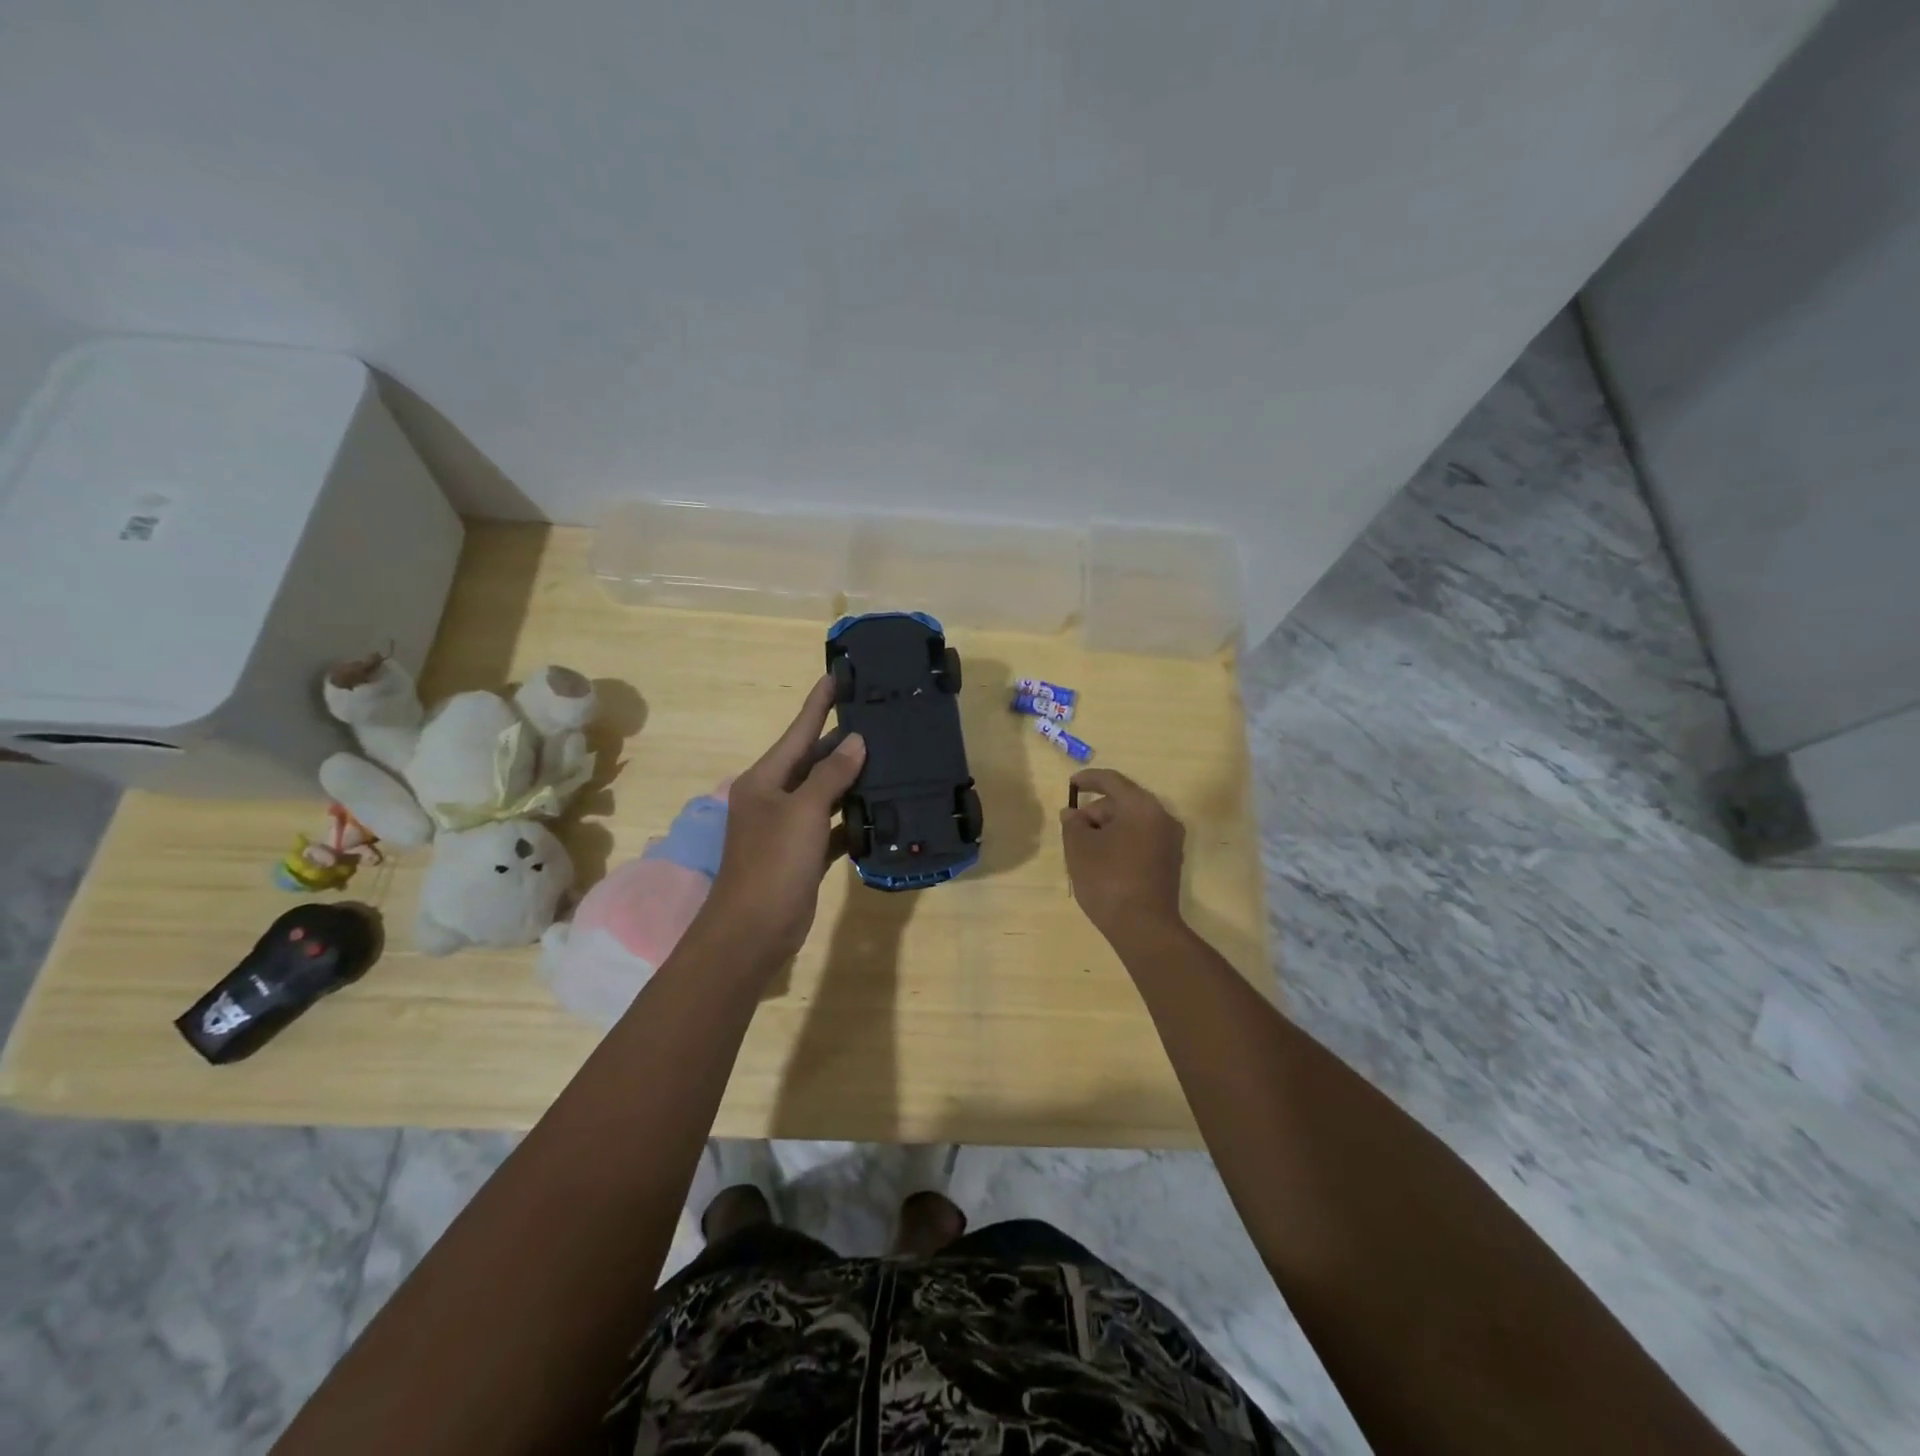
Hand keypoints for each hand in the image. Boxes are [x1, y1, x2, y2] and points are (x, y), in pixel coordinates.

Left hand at [701, 676, 865, 967]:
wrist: (753, 931)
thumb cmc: (773, 863)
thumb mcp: (803, 812)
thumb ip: (830, 775)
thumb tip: (855, 741)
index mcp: (765, 779)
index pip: (798, 731)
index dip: (819, 703)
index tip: (838, 675)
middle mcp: (774, 797)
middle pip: (813, 760)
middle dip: (843, 741)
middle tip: (880, 718)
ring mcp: (789, 827)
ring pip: (826, 793)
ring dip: (853, 780)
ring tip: (890, 758)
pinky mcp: (804, 854)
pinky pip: (833, 826)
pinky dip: (853, 820)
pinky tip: (881, 811)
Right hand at [1060, 768, 1185, 944]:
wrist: (1143, 928)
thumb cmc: (1107, 879)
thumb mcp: (1079, 848)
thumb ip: (1073, 823)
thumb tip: (1073, 814)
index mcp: (1141, 806)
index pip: (1112, 781)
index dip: (1088, 779)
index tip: (1071, 785)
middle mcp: (1162, 817)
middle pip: (1123, 802)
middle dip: (1096, 811)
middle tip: (1073, 829)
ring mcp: (1170, 841)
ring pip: (1133, 822)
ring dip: (1108, 828)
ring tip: (1085, 849)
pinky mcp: (1171, 862)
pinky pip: (1142, 840)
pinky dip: (1122, 842)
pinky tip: (1103, 861)